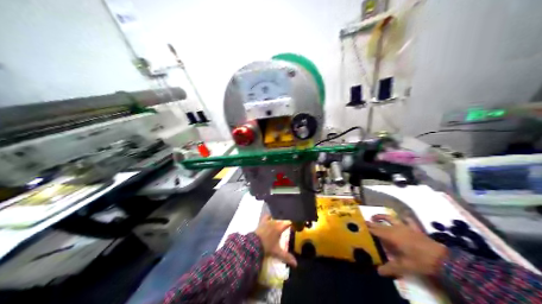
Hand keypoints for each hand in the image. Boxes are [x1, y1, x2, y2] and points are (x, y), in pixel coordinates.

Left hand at [254, 215, 295, 266]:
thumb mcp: (277, 252)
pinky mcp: (261, 222)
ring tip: (279, 223)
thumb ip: (287, 257)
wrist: (253, 244)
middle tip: (287, 228)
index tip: (294, 226)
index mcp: (279, 227)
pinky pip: (266, 217)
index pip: (288, 223)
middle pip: (282, 220)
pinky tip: (270, 218)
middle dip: (285, 223)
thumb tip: (296, 264)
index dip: (292, 224)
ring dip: (277, 220)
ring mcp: (267, 221)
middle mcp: (274, 222)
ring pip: (275, 218)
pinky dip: (269, 217)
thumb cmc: (267, 247)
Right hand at [369, 213, 448, 277]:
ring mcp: (407, 227)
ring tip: (377, 217)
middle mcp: (397, 229)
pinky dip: (403, 218)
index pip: (376, 230)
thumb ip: (389, 268)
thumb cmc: (419, 261)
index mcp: (392, 236)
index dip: (368, 227)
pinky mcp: (415, 229)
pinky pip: (408, 220)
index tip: (360, 225)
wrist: (441, 259)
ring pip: (392, 218)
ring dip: (384, 217)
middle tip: (366, 221)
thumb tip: (378, 271)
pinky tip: (402, 219)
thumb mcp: (403, 267)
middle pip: (382, 223)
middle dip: (373, 221)